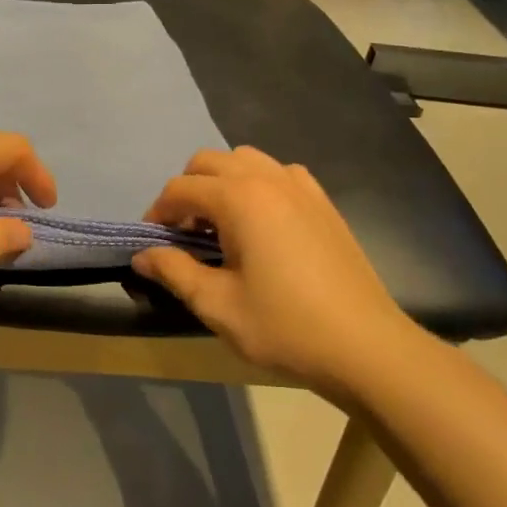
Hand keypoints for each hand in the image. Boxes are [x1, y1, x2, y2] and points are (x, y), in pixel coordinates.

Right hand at [133, 147, 429, 397]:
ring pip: (244, 160)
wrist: (364, 345)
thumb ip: (174, 271)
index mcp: (239, 198)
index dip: (157, 214)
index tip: (152, 246)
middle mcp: (268, 178)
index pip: (180, 188)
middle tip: (183, 236)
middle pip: (209, 162)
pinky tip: (260, 225)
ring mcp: (301, 186)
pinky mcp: (322, 202)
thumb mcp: (217, 304)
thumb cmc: (284, 326)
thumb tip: (141, 255)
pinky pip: (278, 174)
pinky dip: (257, 186)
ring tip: (220, 228)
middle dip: (186, 192)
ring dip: (221, 184)